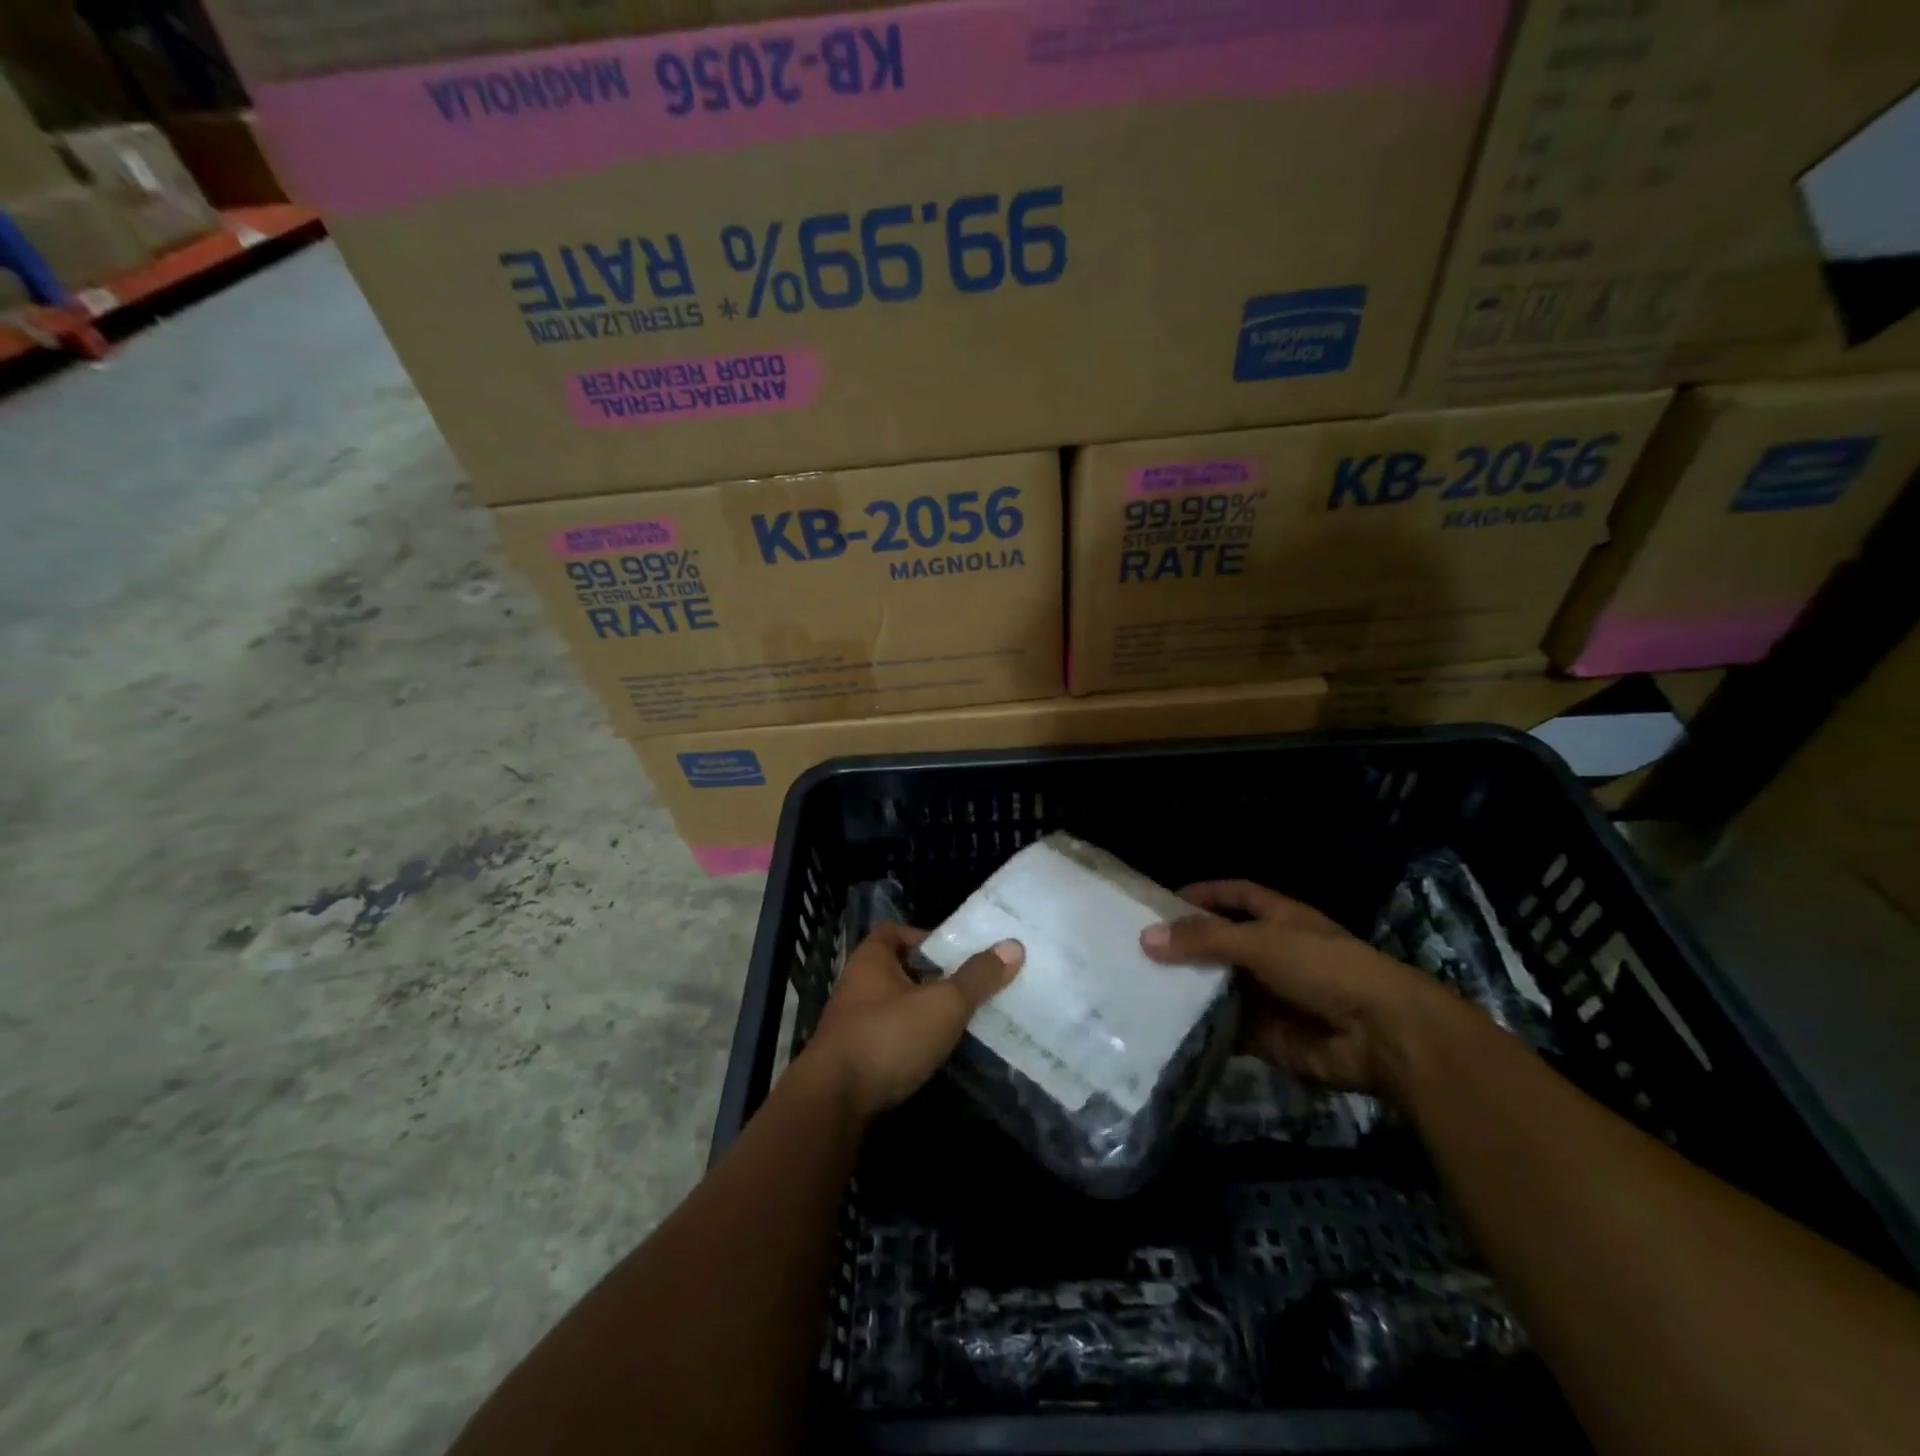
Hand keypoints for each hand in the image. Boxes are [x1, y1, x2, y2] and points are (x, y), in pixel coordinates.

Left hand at [803, 923, 1022, 1119]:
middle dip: (931, 978)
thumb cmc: (888, 1037)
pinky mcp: (852, 1060)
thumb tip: (1013, 945)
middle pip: (898, 969)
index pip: (896, 931)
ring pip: (894, 1007)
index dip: (926, 937)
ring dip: (921, 1013)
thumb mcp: (942, 1004)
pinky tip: (934, 1056)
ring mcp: (851, 1024)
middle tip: (968, 988)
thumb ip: (977, 977)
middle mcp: (856, 985)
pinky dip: (910, 1043)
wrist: (833, 1104)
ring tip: (959, 1022)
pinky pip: (889, 1039)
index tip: (956, 954)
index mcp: (870, 959)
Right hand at [1140, 880, 1465, 1097]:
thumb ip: (1204, 939)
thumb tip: (1145, 937)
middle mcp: (1273, 954)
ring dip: (1188, 989)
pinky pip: (1226, 1028)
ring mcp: (1270, 996)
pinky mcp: (1268, 1036)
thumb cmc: (1324, 968)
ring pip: (1220, 988)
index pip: (1235, 896)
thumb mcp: (1261, 942)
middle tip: (1136, 950)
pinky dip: (1201, 1028)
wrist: (1381, 1036)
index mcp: (1280, 919)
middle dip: (1185, 947)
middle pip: (1221, 944)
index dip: (1203, 894)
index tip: (1161, 901)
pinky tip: (1165, 1027)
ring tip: (1140, 988)